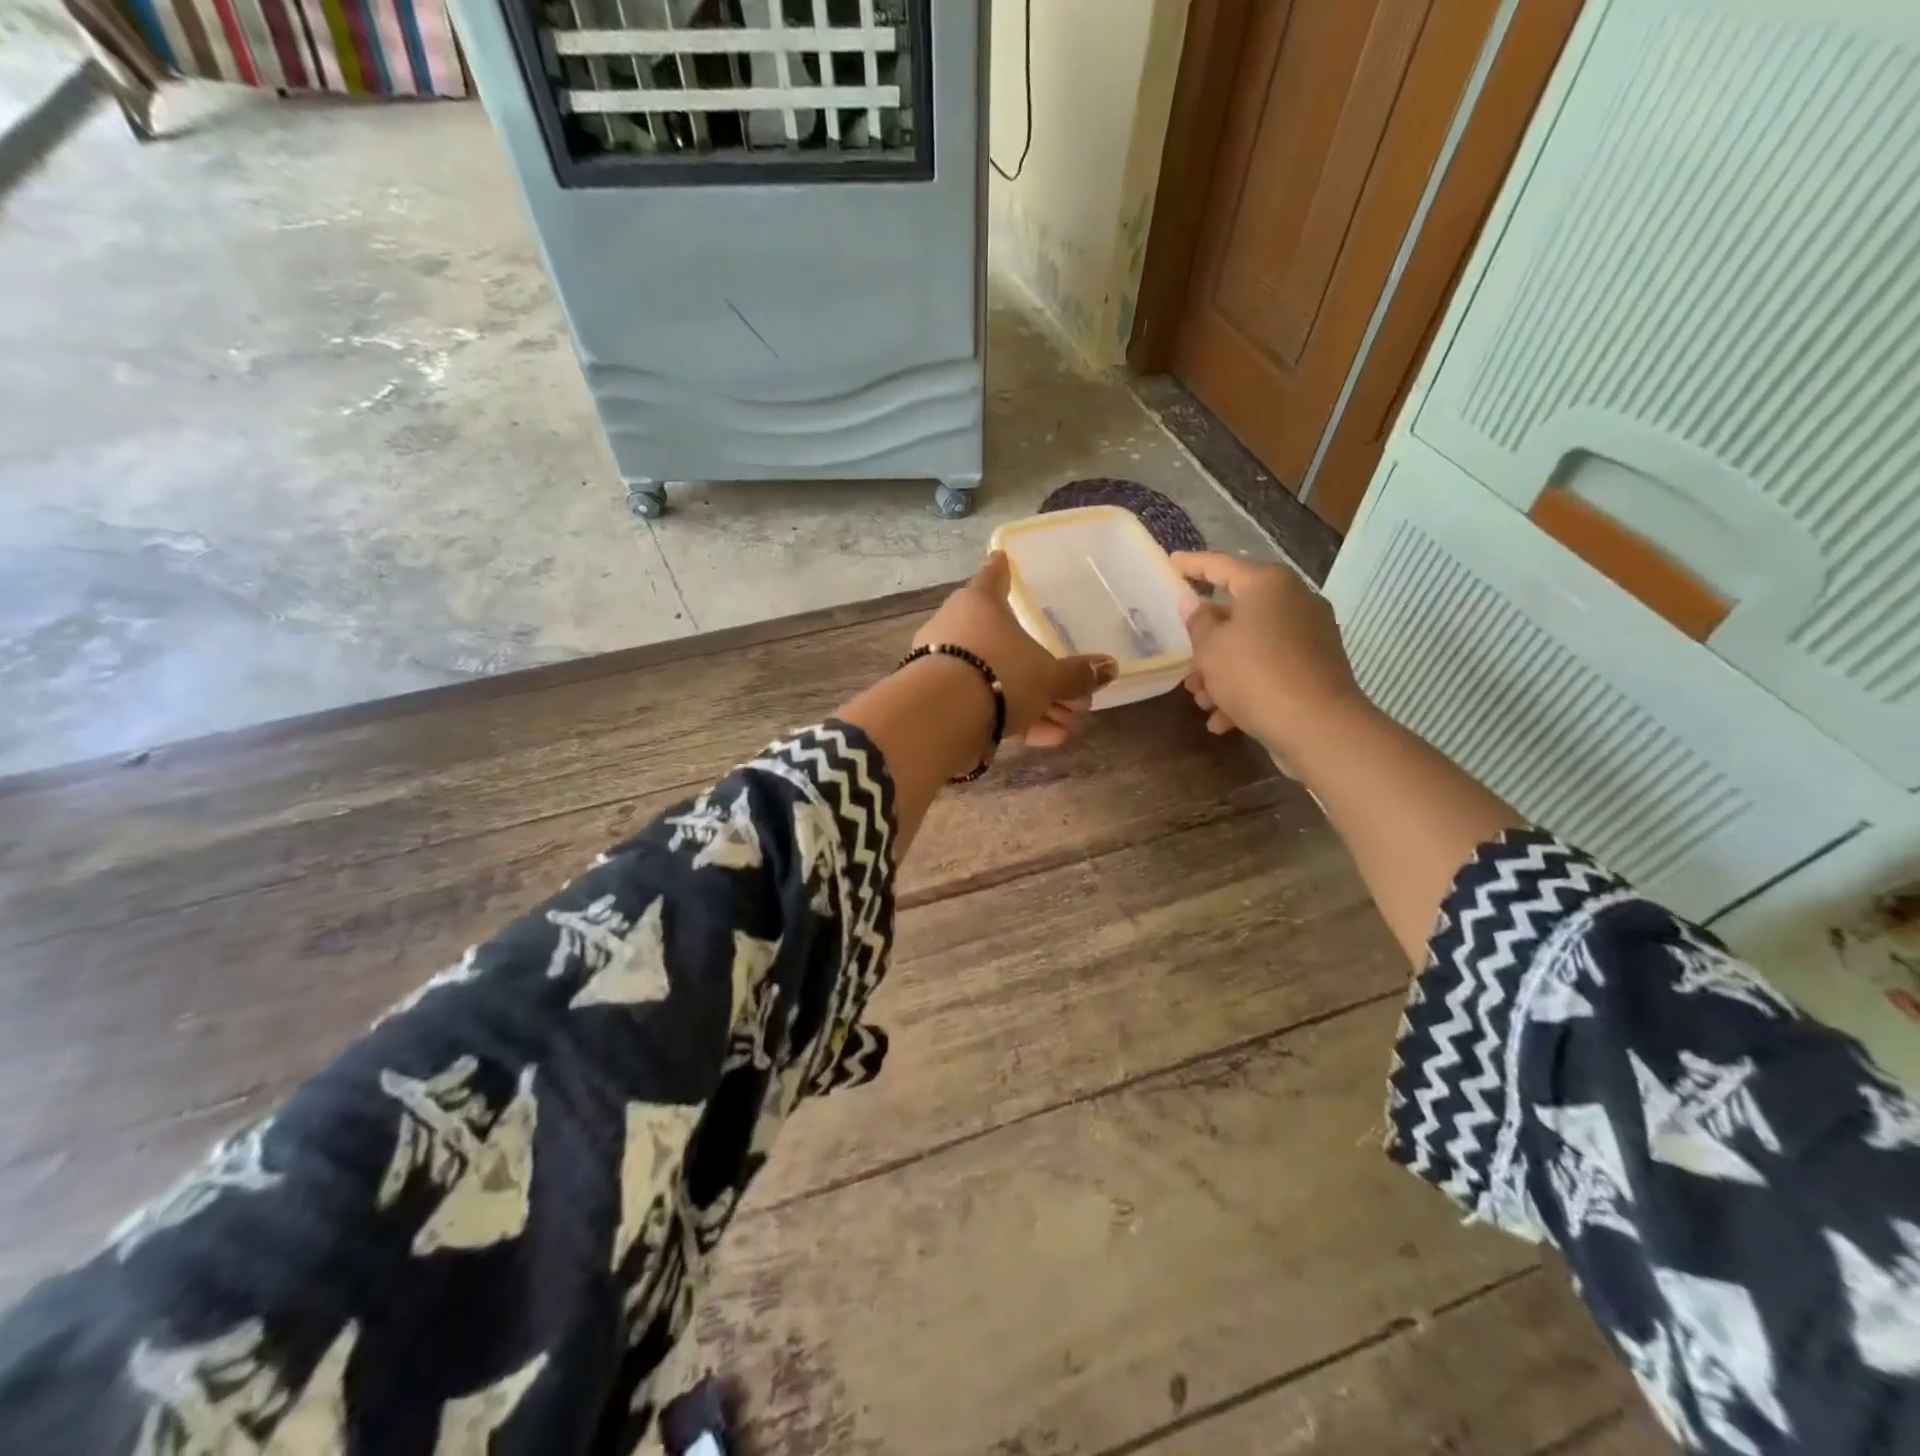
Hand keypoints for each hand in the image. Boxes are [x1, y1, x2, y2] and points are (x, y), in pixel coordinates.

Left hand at [914, 552, 1117, 747]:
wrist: (942, 718)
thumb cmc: (1000, 674)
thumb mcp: (1048, 676)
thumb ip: (1077, 674)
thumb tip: (1110, 667)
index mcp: (979, 604)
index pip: (992, 578)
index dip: (1000, 571)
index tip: (1001, 558)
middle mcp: (955, 629)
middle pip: (1005, 644)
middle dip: (1041, 672)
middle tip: (1074, 695)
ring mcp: (943, 667)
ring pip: (997, 680)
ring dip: (1033, 703)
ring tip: (1066, 725)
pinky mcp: (938, 702)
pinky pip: (983, 705)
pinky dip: (1012, 719)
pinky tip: (1045, 739)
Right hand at [1170, 551, 1366, 759]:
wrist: (1317, 726)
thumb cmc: (1255, 675)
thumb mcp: (1211, 649)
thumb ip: (1198, 622)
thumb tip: (1194, 603)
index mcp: (1267, 584)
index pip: (1220, 565)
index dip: (1192, 565)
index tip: (1171, 563)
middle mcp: (1294, 601)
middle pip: (1237, 613)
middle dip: (1206, 643)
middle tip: (1183, 663)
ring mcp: (1309, 634)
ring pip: (1252, 645)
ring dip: (1221, 672)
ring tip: (1201, 701)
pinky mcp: (1316, 666)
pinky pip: (1271, 668)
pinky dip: (1246, 688)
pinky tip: (1223, 720)